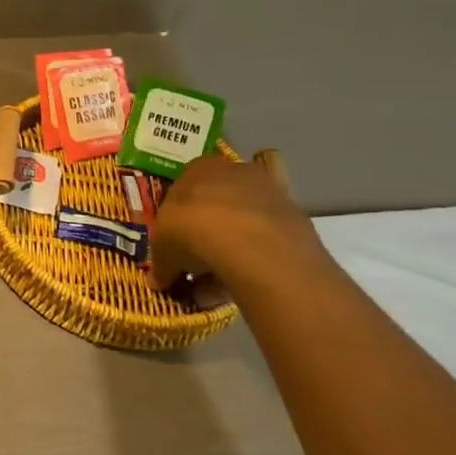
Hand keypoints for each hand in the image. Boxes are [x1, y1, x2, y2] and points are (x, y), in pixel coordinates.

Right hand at [152, 153, 326, 290]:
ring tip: (216, 287)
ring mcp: (270, 193)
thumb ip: (161, 262)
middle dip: (205, 235)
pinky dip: (252, 260)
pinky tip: (240, 283)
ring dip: (228, 251)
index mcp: (199, 167)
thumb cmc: (193, 229)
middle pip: (216, 205)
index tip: (174, 243)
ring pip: (242, 224)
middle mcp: (235, 172)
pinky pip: (265, 241)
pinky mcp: (295, 219)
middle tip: (195, 267)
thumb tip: (160, 279)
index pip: (184, 188)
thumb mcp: (163, 247)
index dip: (177, 218)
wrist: (252, 243)